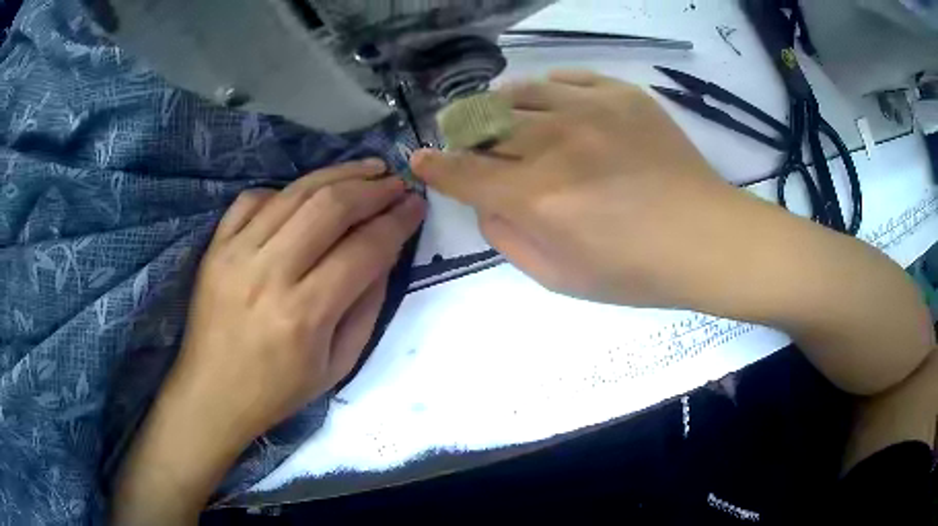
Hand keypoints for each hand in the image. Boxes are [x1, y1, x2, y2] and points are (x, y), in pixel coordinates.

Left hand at [113, 159, 424, 524]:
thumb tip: (385, 254)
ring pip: (295, 193)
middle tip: (396, 182)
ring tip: (367, 169)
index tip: (417, 204)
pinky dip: (286, 189)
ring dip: (338, 174)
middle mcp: (269, 274)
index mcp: (305, 315)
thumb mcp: (338, 366)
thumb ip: (366, 307)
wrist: (211, 393)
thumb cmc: (277, 391)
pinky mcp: (215, 246)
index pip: (364, 249)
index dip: (397, 221)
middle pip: (330, 207)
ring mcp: (236, 254)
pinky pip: (253, 199)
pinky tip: (306, 194)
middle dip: (372, 188)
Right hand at [411, 70, 754, 307]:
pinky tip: (553, 105)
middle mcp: (553, 145)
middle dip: (463, 133)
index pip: (461, 173)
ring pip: (518, 93)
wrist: (706, 238)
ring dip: (500, 107)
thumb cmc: (636, 271)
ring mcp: (589, 111)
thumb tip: (485, 204)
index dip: (433, 165)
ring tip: (505, 118)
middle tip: (466, 139)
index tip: (420, 158)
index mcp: (536, 198)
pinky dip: (547, 91)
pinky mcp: (621, 95)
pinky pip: (565, 79)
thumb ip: (509, 240)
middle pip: (482, 124)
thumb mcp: (561, 280)